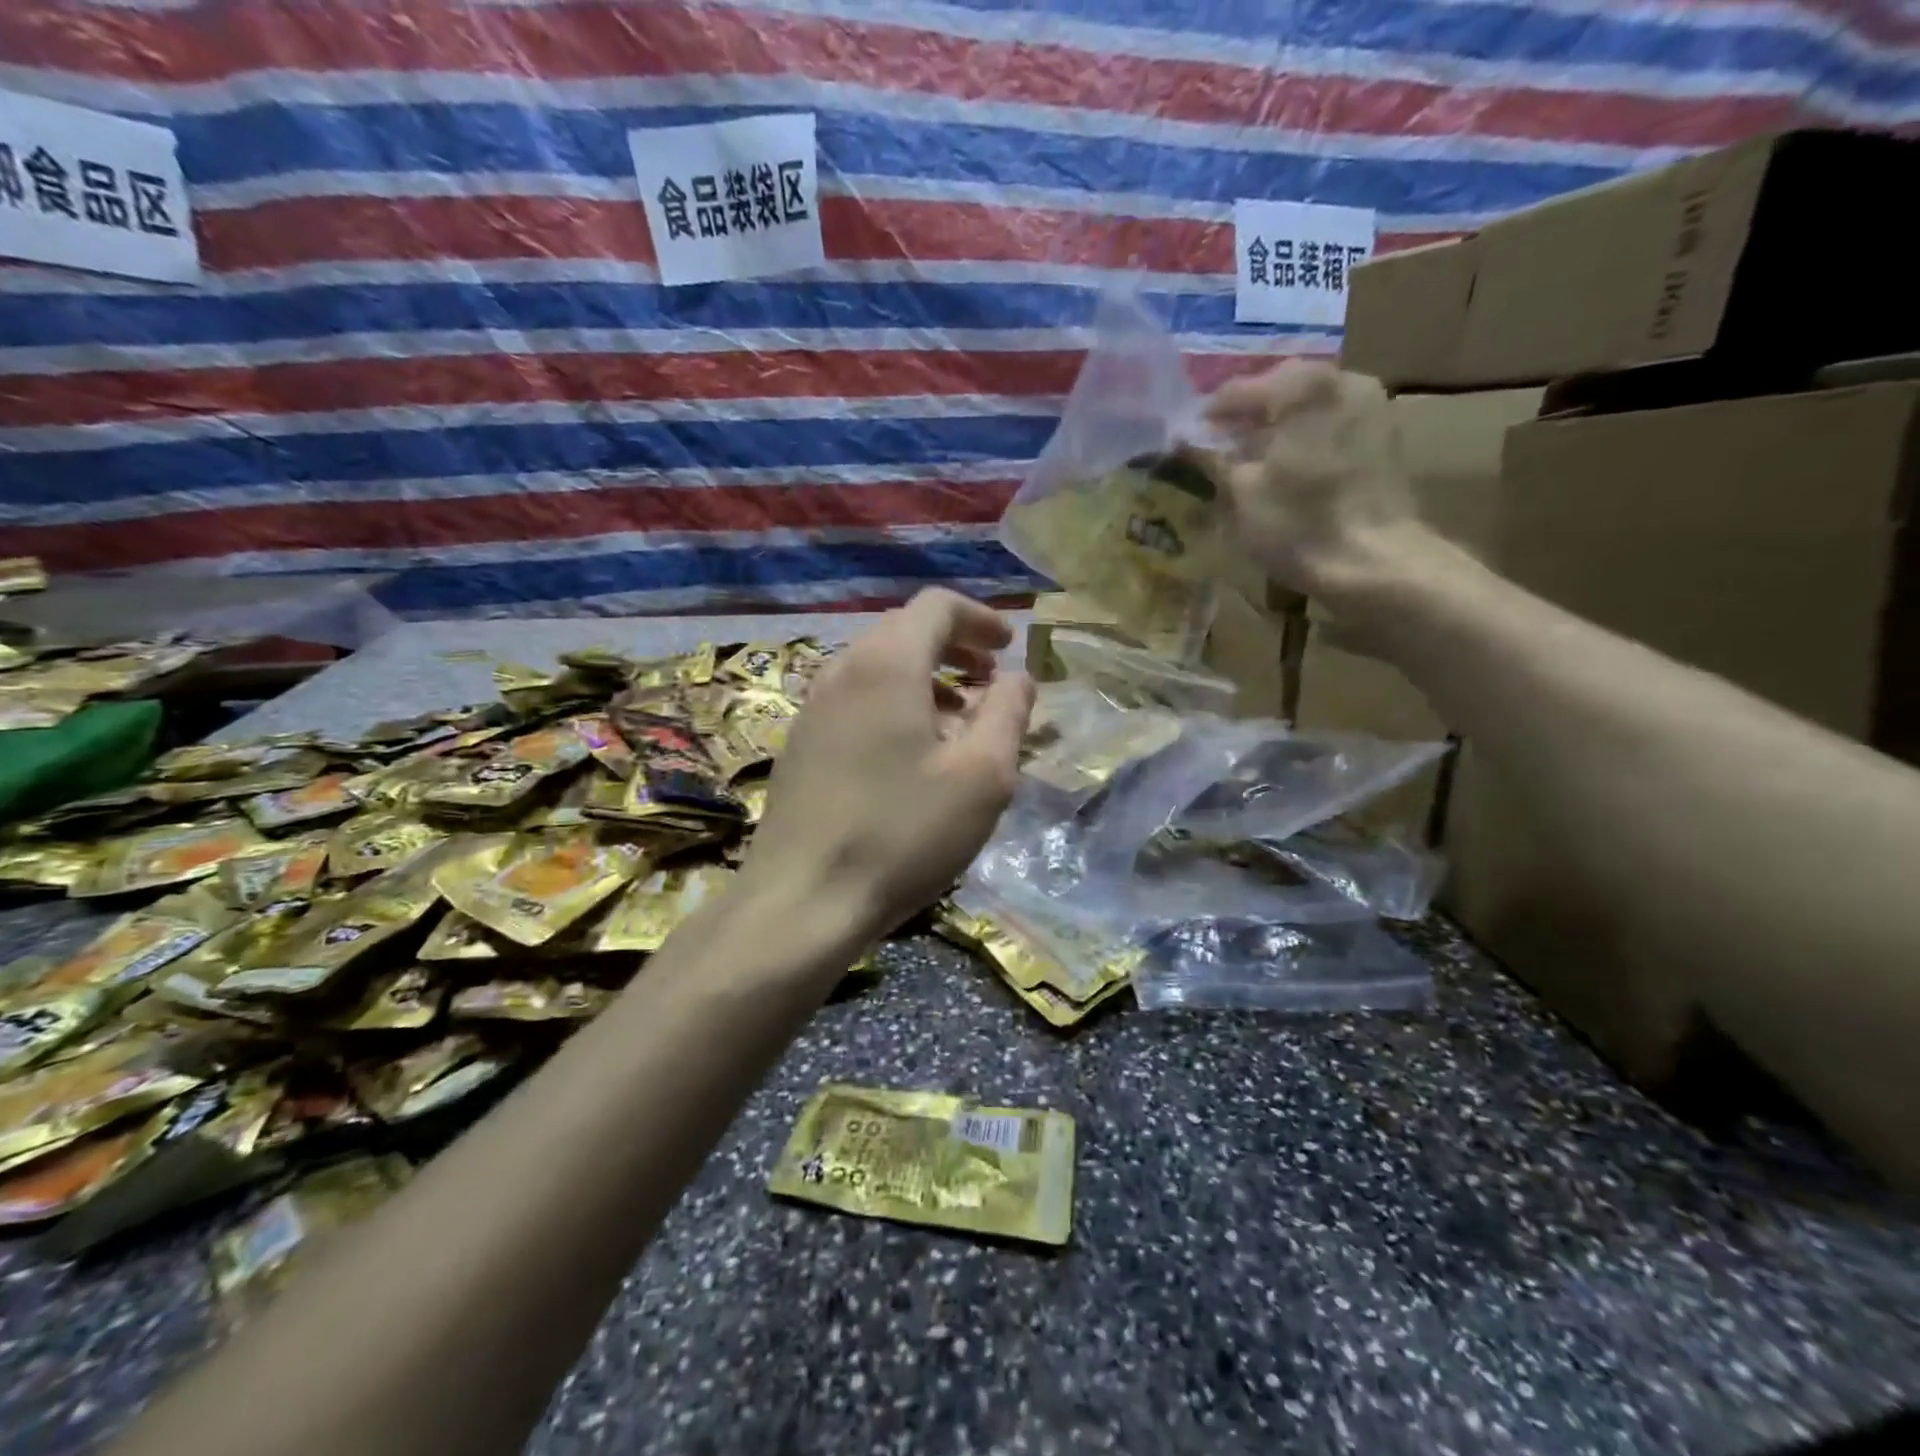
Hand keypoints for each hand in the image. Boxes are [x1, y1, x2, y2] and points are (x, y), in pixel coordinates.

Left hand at [740, 590, 1034, 942]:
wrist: (802, 900)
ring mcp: (813, 708)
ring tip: (960, 721)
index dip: (980, 618)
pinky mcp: (800, 745)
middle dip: (955, 648)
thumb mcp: (981, 775)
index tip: (1009, 648)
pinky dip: (894, 705)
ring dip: (925, 680)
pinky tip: (912, 755)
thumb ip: (1008, 713)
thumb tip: (1018, 677)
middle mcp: (841, 670)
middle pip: (904, 632)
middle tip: (990, 682)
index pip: (936, 606)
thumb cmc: (902, 832)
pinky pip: (855, 701)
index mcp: (886, 663)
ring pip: (878, 668)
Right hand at [1205, 361, 1416, 597]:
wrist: (1374, 561)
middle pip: (1280, 390)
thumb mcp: (1242, 493)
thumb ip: (1216, 458)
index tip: (1187, 438)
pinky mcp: (1384, 436)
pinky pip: (1331, 424)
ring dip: (1278, 426)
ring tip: (1250, 458)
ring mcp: (1371, 405)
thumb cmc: (1299, 524)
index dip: (1209, 416)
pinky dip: (1304, 437)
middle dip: (1247, 416)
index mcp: (1303, 387)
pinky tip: (1285, 467)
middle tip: (1218, 445)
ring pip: (1309, 406)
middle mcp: (1343, 380)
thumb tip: (1191, 442)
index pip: (1239, 390)